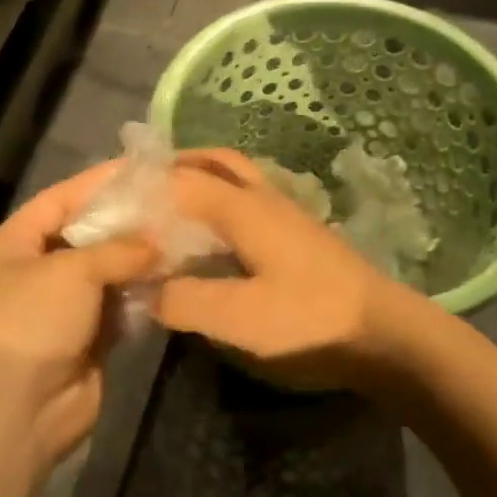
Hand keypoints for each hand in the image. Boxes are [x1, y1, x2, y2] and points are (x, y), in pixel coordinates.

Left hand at [0, 163, 156, 471]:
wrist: (15, 412)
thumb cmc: (31, 323)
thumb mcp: (70, 271)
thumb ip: (117, 249)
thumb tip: (157, 241)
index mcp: (16, 242)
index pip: (61, 198)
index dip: (101, 181)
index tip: (145, 167)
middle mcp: (38, 269)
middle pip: (90, 234)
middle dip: (130, 221)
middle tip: (178, 202)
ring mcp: (64, 306)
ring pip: (110, 272)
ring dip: (143, 259)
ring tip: (188, 234)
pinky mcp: (89, 337)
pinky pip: (121, 306)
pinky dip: (144, 294)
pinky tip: (178, 276)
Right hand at [155, 150, 421, 392]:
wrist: (387, 334)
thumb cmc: (311, 321)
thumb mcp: (238, 319)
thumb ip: (184, 301)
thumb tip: (146, 290)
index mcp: (244, 209)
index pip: (180, 181)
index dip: (142, 188)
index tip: (109, 202)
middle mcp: (264, 199)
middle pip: (215, 162)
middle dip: (175, 166)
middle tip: (141, 187)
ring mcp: (287, 215)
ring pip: (236, 178)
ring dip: (201, 180)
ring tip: (169, 207)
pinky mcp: (299, 236)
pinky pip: (249, 201)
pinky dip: (221, 202)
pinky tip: (212, 236)